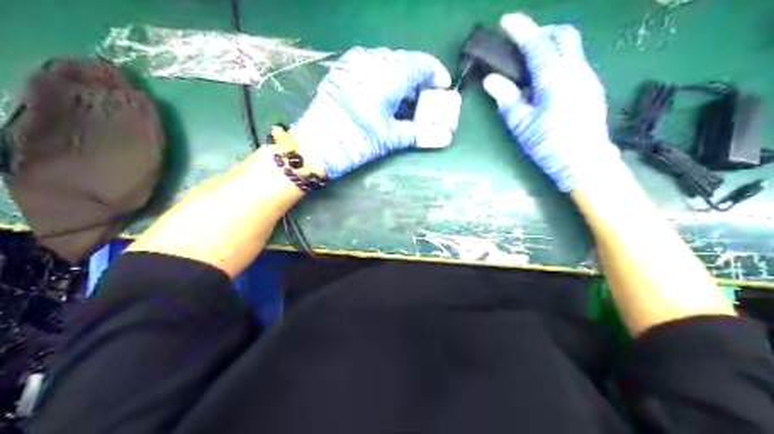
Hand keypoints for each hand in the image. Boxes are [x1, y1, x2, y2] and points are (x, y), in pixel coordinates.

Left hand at [291, 48, 451, 179]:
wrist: (315, 144)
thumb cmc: (357, 141)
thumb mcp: (390, 138)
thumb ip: (418, 132)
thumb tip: (443, 137)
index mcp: (391, 75)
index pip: (422, 64)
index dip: (436, 74)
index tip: (442, 88)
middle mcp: (374, 61)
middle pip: (405, 60)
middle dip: (418, 76)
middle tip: (423, 96)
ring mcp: (355, 62)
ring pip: (387, 60)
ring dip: (399, 75)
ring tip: (403, 97)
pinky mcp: (342, 69)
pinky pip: (370, 63)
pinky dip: (382, 74)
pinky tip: (382, 93)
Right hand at [482, 13, 617, 191]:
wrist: (587, 164)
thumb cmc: (550, 146)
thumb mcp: (522, 125)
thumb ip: (507, 99)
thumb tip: (492, 80)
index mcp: (555, 78)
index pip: (537, 44)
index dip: (521, 29)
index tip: (506, 21)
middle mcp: (575, 70)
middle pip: (564, 35)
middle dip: (543, 31)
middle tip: (523, 43)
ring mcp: (588, 78)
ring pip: (572, 48)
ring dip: (552, 47)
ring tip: (532, 66)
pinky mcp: (593, 88)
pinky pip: (576, 63)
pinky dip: (560, 61)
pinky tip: (547, 83)